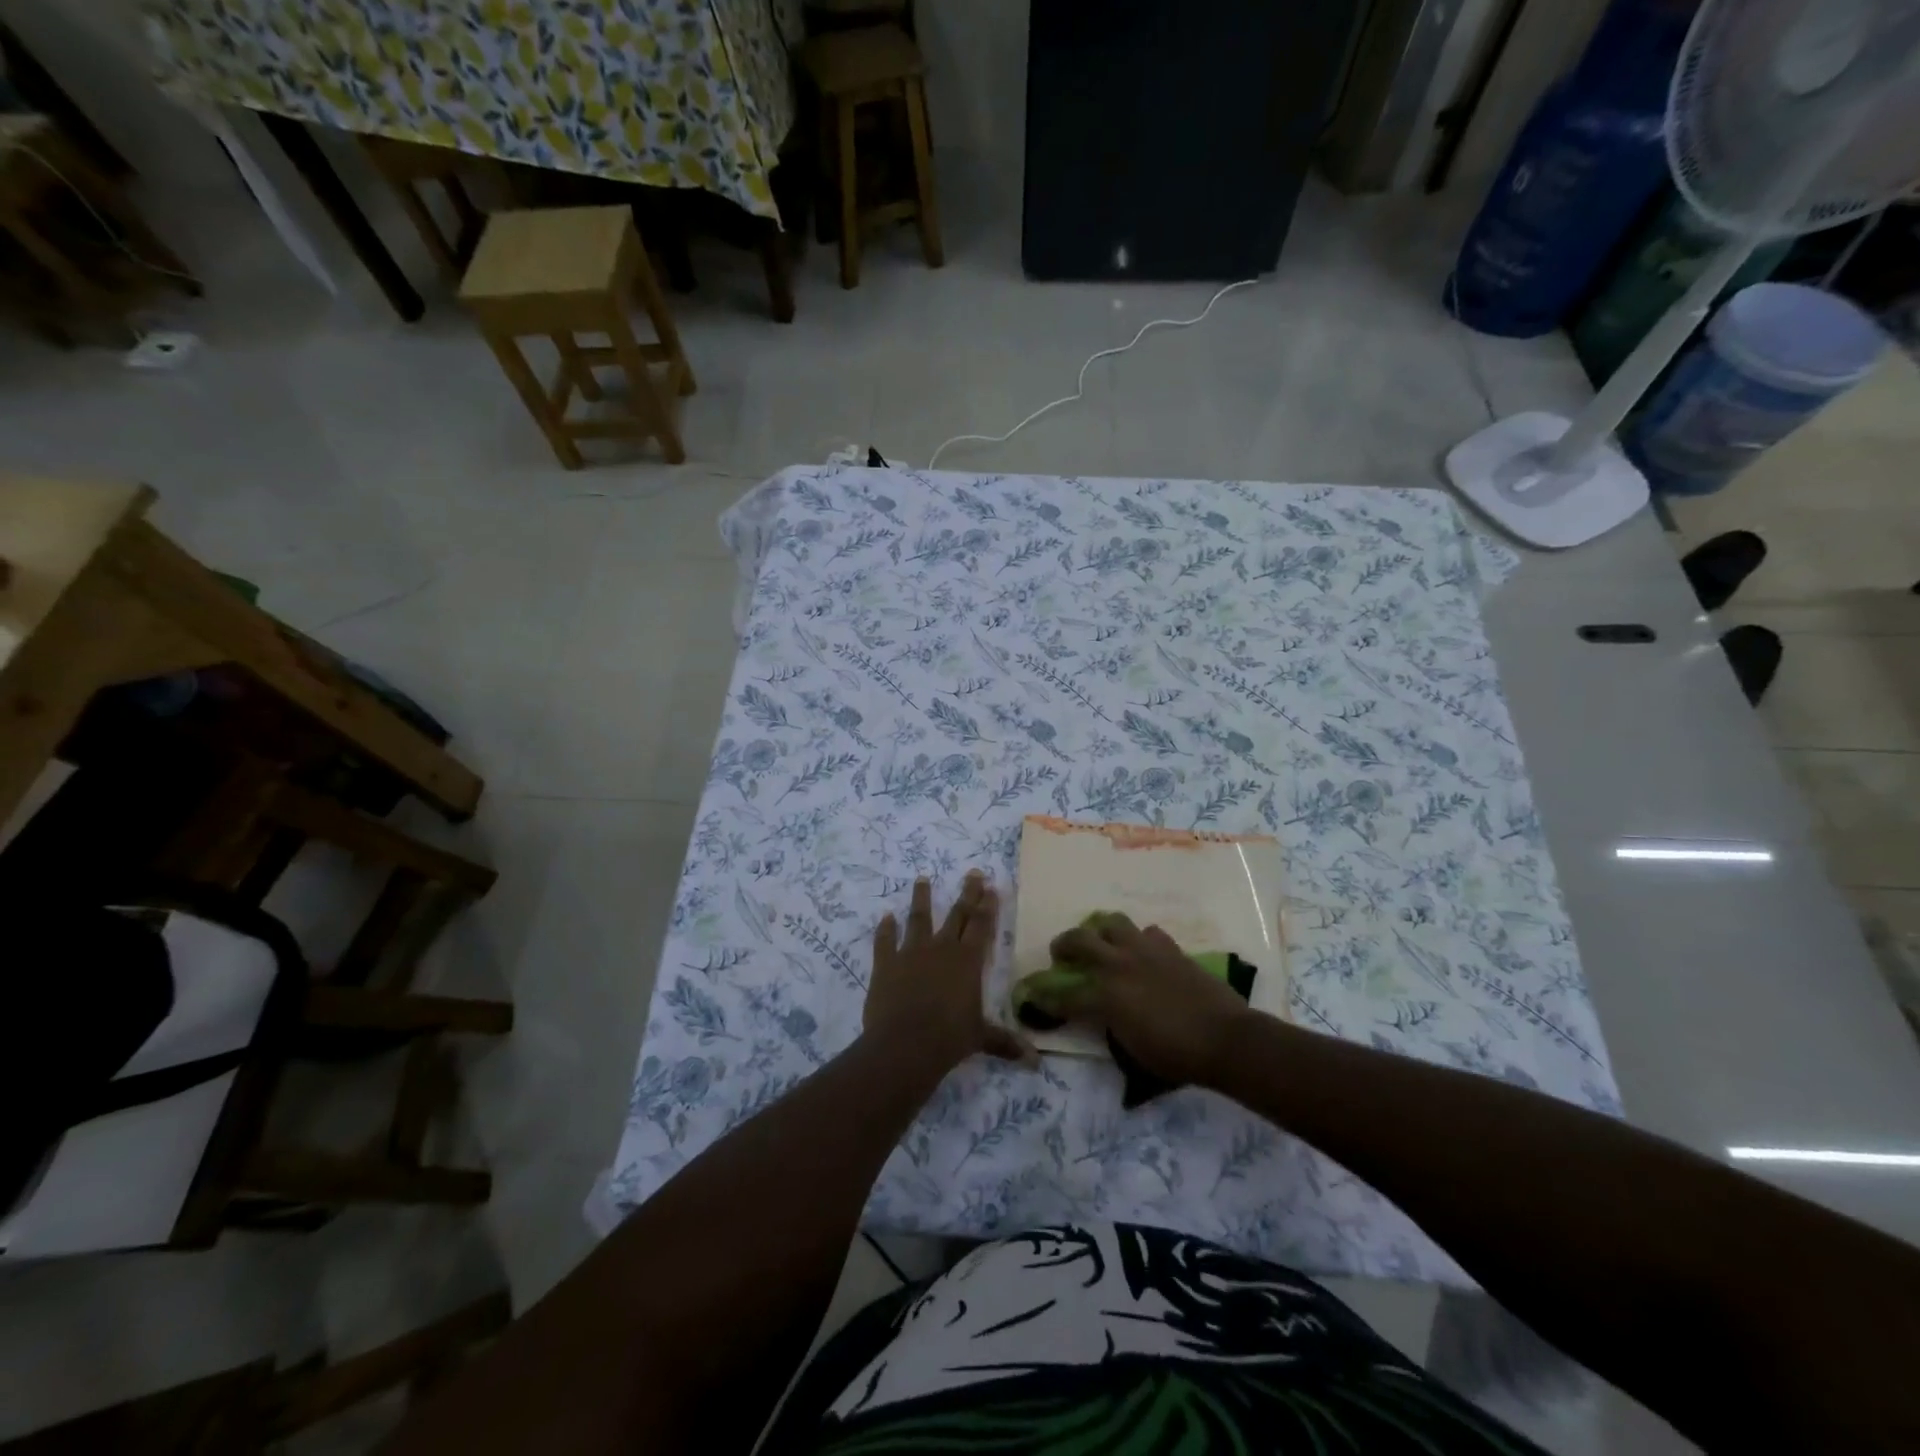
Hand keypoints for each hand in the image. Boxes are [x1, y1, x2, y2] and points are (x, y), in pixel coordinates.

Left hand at [864, 873, 1030, 1070]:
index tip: (990, 886)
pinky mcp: (886, 964)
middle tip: (972, 872)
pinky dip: (885, 929)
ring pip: (919, 919)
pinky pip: (885, 941)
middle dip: (967, 893)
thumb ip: (1005, 1043)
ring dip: (921, 898)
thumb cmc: (949, 1039)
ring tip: (922, 878)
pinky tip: (885, 917)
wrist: (905, 1044)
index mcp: (968, 961)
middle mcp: (942, 949)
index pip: (981, 926)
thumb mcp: (981, 1039)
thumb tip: (1036, 1062)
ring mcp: (911, 953)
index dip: (987, 906)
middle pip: (957, 914)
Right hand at [1040, 914, 1252, 1087]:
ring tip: (1103, 943)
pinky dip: (1141, 941)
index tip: (1035, 998)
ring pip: (1112, 923)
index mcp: (1105, 995)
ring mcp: (1145, 951)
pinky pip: (1148, 933)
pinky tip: (1144, 953)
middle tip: (1061, 954)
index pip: (1065, 995)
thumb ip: (1110, 1024)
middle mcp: (1119, 965)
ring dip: (1101, 932)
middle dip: (1063, 946)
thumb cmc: (1176, 1055)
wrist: (1224, 1038)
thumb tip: (1102, 1013)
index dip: (1047, 998)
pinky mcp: (1170, 948)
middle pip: (1078, 940)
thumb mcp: (1132, 1049)